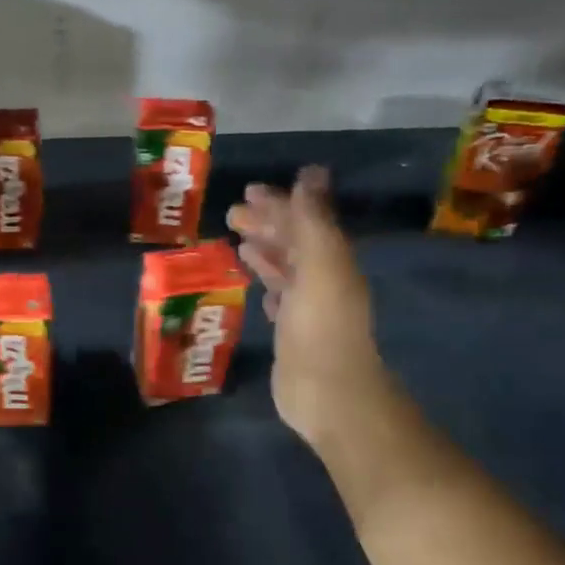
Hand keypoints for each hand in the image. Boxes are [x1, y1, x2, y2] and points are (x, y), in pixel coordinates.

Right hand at [226, 167, 389, 445]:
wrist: (327, 391)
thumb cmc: (320, 326)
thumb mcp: (320, 265)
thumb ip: (312, 221)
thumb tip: (310, 173)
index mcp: (332, 260)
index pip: (304, 221)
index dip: (279, 204)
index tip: (249, 191)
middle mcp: (323, 279)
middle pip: (293, 243)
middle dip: (266, 224)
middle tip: (232, 213)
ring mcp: (308, 307)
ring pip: (285, 269)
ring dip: (265, 251)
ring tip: (239, 241)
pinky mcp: (292, 332)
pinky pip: (279, 296)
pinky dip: (267, 282)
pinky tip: (254, 282)